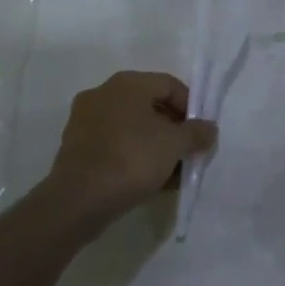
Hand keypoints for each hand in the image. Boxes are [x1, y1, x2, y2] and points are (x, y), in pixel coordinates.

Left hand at [44, 71, 215, 229]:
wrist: (77, 202)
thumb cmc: (131, 160)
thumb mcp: (175, 145)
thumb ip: (197, 133)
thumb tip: (209, 128)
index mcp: (127, 83)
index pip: (170, 85)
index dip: (191, 107)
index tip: (199, 134)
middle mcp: (103, 93)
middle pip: (149, 105)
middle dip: (172, 129)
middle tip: (186, 152)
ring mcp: (85, 120)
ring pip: (131, 127)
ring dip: (153, 145)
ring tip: (169, 172)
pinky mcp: (75, 147)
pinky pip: (114, 144)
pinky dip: (132, 156)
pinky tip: (146, 180)